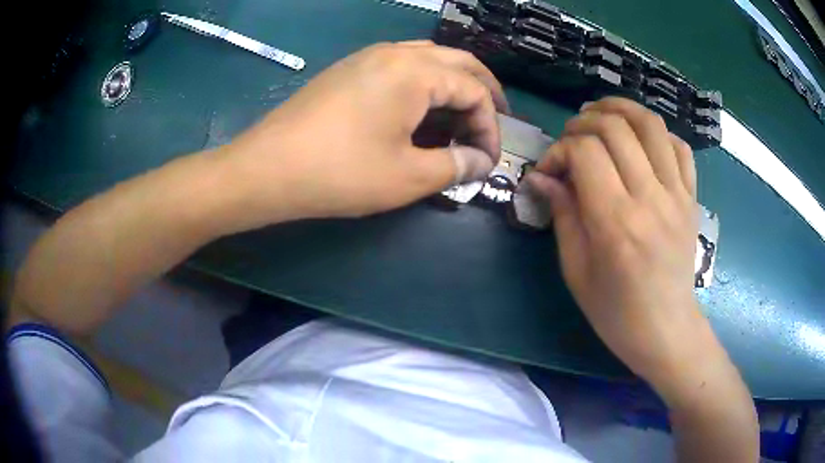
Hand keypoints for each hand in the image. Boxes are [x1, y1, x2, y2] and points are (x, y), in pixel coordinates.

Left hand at [216, 41, 507, 228]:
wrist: (266, 169)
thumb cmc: (340, 172)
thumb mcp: (408, 176)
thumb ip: (455, 166)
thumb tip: (481, 162)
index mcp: (415, 71)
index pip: (474, 90)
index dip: (490, 127)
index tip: (488, 160)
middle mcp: (395, 52)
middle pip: (457, 62)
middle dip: (482, 92)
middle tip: (492, 122)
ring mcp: (367, 57)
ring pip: (429, 60)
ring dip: (452, 86)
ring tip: (459, 119)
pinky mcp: (349, 70)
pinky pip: (400, 67)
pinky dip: (423, 86)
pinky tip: (420, 112)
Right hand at [525, 98, 710, 386]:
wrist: (666, 330)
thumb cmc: (615, 311)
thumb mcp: (576, 271)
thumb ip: (562, 215)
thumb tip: (542, 176)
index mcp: (616, 223)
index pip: (585, 152)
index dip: (560, 149)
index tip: (550, 169)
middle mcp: (650, 199)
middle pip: (615, 127)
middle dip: (583, 122)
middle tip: (572, 139)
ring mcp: (677, 195)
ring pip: (650, 124)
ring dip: (620, 110)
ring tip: (601, 116)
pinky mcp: (691, 197)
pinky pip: (679, 146)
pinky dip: (656, 133)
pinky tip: (640, 141)